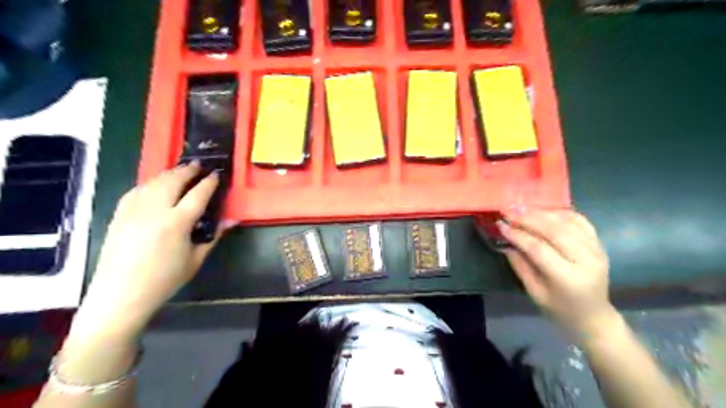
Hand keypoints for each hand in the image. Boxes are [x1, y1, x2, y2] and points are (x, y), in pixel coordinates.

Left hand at [71, 162, 228, 344]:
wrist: (120, 295)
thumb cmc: (164, 280)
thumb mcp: (196, 260)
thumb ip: (213, 236)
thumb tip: (231, 220)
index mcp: (176, 223)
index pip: (197, 195)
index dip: (209, 182)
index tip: (216, 174)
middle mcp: (154, 211)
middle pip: (173, 181)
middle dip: (187, 170)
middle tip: (199, 165)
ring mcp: (133, 211)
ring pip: (153, 182)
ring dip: (169, 174)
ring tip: (180, 171)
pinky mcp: (118, 215)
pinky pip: (136, 191)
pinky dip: (149, 183)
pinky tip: (155, 185)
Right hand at [500, 209, 617, 338]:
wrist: (594, 316)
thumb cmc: (560, 309)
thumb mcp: (535, 293)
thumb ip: (521, 267)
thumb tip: (507, 243)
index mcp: (568, 278)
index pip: (539, 249)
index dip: (518, 235)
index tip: (501, 226)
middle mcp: (586, 260)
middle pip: (554, 231)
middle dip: (528, 219)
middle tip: (508, 212)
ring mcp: (596, 250)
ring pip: (566, 222)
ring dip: (542, 213)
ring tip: (522, 209)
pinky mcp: (599, 244)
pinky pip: (580, 221)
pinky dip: (560, 213)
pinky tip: (544, 212)